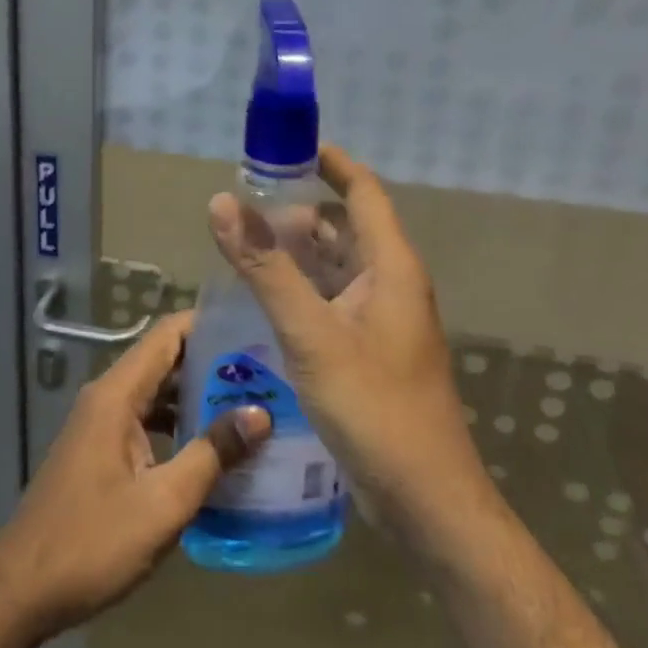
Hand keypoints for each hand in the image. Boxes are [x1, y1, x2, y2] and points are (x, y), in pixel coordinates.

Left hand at [0, 313, 269, 640]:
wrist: (23, 588)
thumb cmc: (93, 542)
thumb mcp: (163, 503)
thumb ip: (211, 454)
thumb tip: (259, 413)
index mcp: (116, 395)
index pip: (167, 335)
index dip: (209, 325)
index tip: (254, 329)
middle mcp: (106, 398)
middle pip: (164, 361)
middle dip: (213, 363)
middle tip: (267, 372)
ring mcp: (100, 424)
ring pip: (156, 393)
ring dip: (198, 397)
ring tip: (252, 405)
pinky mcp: (100, 451)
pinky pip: (146, 421)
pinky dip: (178, 425)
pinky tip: (213, 448)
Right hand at [207, 145, 486, 543]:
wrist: (425, 499)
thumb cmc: (375, 407)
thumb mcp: (311, 334)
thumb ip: (266, 268)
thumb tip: (223, 203)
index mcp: (391, 267)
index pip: (363, 192)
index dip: (330, 162)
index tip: (285, 148)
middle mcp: (391, 284)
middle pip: (344, 228)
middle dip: (297, 211)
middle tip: (243, 207)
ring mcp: (383, 320)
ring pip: (336, 267)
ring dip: (296, 253)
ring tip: (243, 248)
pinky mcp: (371, 350)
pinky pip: (333, 301)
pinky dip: (301, 289)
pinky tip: (264, 300)